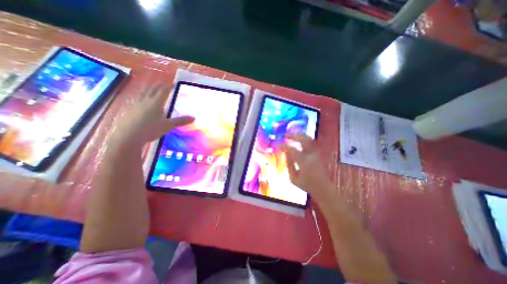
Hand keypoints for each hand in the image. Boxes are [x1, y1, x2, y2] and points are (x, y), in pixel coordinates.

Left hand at [113, 84, 195, 148]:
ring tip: (153, 88)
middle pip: (152, 89)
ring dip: (150, 88)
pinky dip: (142, 95)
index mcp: (156, 103)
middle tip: (164, 84)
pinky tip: (142, 99)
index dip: (168, 86)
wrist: (127, 136)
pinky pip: (137, 98)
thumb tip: (194, 118)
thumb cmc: (150, 130)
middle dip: (159, 85)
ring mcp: (135, 104)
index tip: (173, 84)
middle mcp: (145, 100)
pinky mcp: (129, 108)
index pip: (163, 91)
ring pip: (143, 92)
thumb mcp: (168, 126)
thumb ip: (180, 121)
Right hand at [282, 134, 333, 199]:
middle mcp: (312, 155)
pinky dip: (303, 139)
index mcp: (305, 162)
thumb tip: (286, 153)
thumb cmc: (307, 185)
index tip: (277, 145)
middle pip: (304, 140)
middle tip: (285, 135)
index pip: (292, 150)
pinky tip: (298, 139)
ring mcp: (316, 153)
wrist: (323, 188)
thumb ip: (289, 165)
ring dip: (299, 135)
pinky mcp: (318, 154)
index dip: (284, 147)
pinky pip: (311, 142)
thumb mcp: (294, 179)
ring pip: (309, 139)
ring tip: (292, 136)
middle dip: (294, 136)